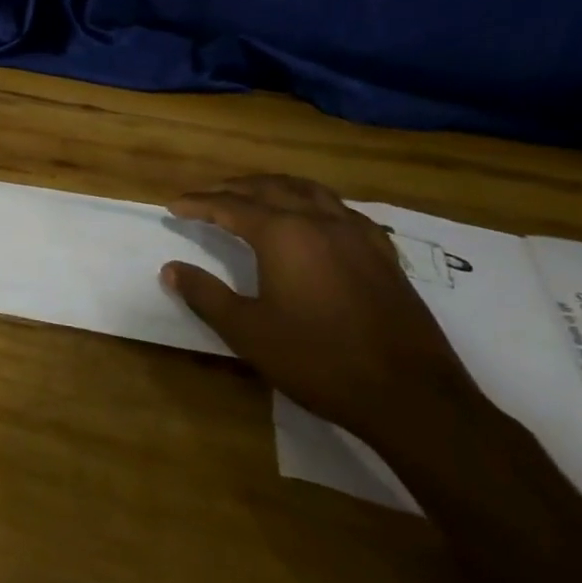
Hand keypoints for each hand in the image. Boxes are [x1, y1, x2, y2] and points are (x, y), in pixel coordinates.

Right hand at [161, 175, 481, 451]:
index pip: (229, 206)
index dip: (198, 204)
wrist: (411, 396)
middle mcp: (318, 220)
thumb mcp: (249, 332)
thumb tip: (170, 269)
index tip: (173, 206)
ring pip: (307, 190)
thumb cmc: (319, 361)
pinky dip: (313, 201)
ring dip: (273, 186)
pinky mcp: (382, 253)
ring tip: (253, 193)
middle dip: (232, 188)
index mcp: (282, 234)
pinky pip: (340, 209)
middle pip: (267, 188)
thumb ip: (205, 295)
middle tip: (206, 195)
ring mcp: (356, 234)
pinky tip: (313, 217)